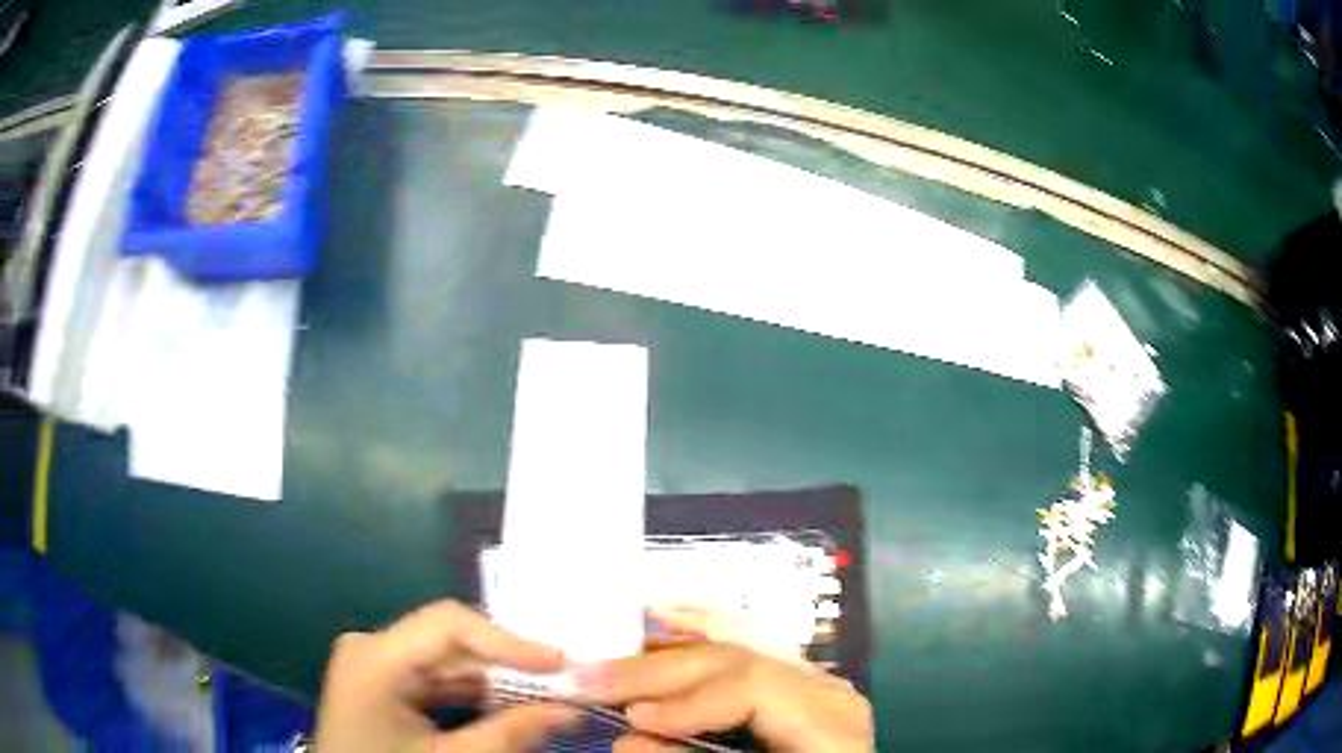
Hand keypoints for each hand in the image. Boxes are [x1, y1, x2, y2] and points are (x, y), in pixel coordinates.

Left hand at [314, 600, 579, 752]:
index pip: (447, 625)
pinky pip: (433, 677)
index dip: (508, 640)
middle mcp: (370, 647)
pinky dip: (472, 692)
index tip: (560, 662)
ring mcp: (372, 662)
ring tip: (546, 694)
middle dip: (507, 663)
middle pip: (449, 640)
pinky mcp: (379, 680)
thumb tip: (570, 711)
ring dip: (494, 679)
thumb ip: (508, 735)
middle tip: (562, 681)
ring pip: (445, 659)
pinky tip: (507, 705)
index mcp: (374, 660)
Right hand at [577, 640, 872, 751]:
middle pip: (738, 659)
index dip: (688, 699)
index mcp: (828, 720)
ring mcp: (812, 683)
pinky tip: (671, 619)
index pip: (754, 686)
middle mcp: (824, 690)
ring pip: (740, 645)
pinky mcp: (797, 687)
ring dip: (671, 645)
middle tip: (594, 679)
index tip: (633, 716)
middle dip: (660, 670)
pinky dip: (704, 635)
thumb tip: (627, 740)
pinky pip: (748, 652)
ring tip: (614, 647)